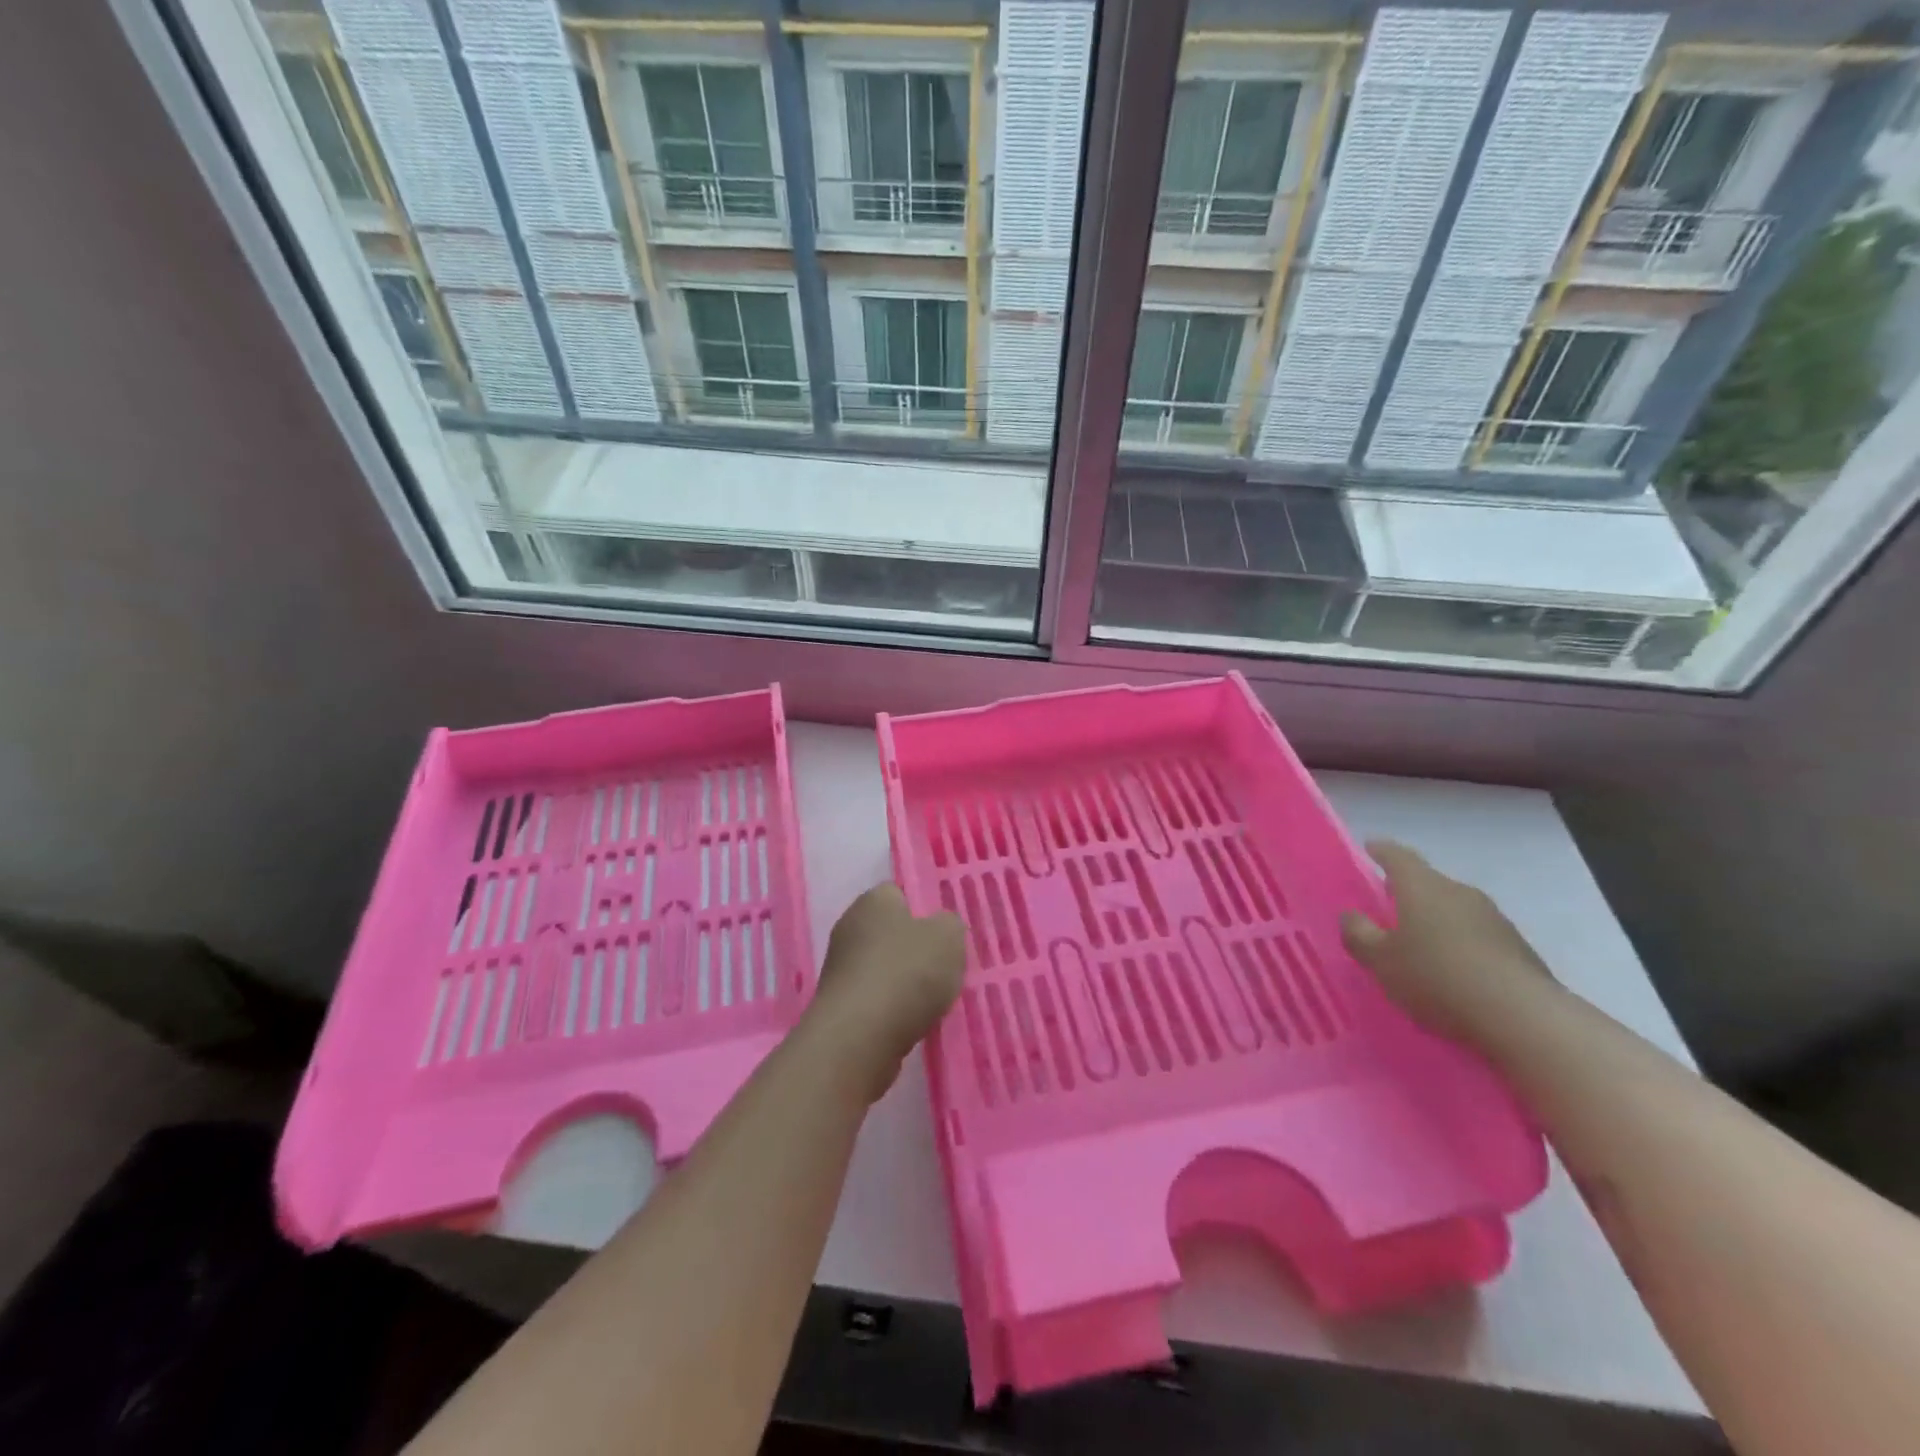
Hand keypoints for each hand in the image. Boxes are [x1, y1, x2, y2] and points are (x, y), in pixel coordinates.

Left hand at [803, 883, 966, 1101]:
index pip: (898, 894)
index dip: (923, 911)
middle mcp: (849, 928)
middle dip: (914, 949)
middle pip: (890, 932)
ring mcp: (839, 968)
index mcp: (872, 901)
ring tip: (929, 1002)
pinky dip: (891, 1009)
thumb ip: (950, 925)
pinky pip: (874, 999)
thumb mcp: (948, 938)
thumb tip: (940, 928)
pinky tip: (909, 1023)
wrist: (859, 1039)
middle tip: (942, 968)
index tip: (943, 935)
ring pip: (882, 967)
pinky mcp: (838, 1005)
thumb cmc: (906, 974)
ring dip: (903, 982)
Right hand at [1340, 841, 1557, 1049]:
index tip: (1369, 847)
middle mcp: (1459, 892)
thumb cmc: (1437, 978)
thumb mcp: (1381, 960)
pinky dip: (1459, 944)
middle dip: (1408, 891)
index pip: (1398, 856)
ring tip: (1419, 944)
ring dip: (1436, 920)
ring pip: (1454, 910)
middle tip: (1387, 905)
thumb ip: (1359, 934)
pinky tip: (1452, 971)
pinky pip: (1476, 936)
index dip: (1381, 851)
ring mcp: (1494, 919)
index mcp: (1422, 887)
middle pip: (1428, 883)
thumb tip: (1351, 915)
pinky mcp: (1518, 949)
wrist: (1524, 1018)